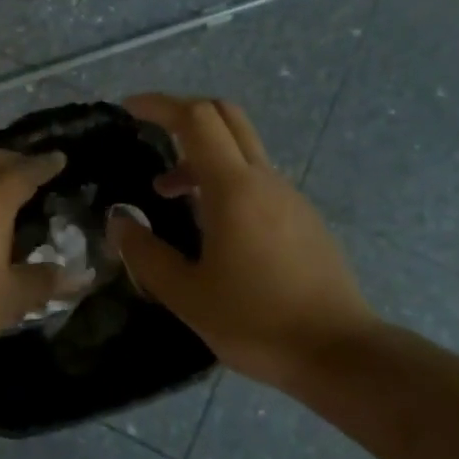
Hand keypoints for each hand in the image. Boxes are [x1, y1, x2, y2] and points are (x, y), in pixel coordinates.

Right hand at [108, 95, 376, 388]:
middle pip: (226, 116)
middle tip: (151, 132)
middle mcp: (264, 180)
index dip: (160, 105)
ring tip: (169, 194)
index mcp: (234, 189)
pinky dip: (225, 179)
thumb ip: (146, 254)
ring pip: (242, 149)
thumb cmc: (256, 322)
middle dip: (184, 114)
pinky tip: (211, 224)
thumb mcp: (187, 296)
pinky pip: (257, 178)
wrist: (340, 353)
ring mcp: (289, 196)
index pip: (196, 118)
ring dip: (201, 155)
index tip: (129, 109)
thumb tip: (119, 221)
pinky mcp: (303, 217)